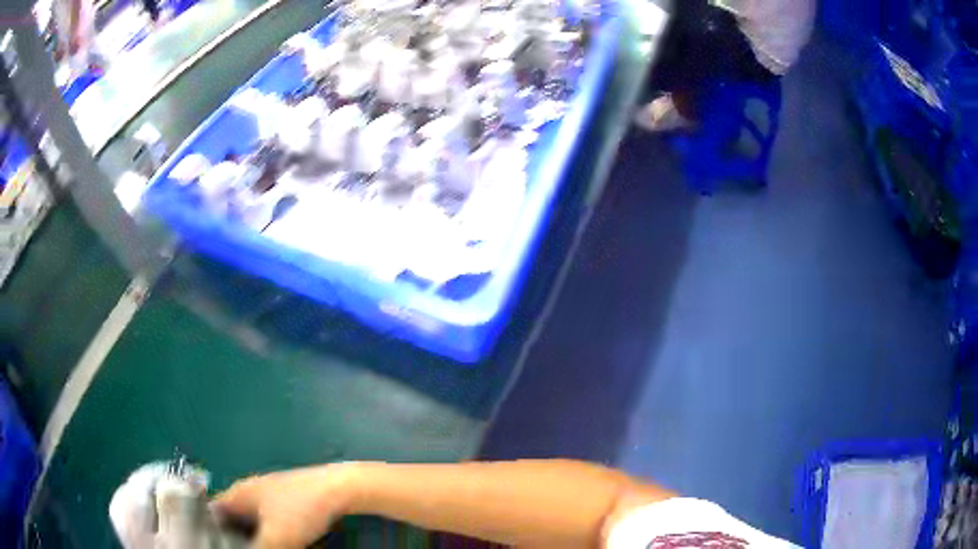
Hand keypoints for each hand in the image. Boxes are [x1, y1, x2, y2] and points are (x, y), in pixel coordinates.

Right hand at [212, 464, 353, 548]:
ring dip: (252, 538)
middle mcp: (249, 491)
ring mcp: (268, 495)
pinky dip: (268, 535)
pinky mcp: (286, 502)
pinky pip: (268, 522)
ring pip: (251, 522)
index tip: (213, 545)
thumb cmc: (302, 509)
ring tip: (253, 548)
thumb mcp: (276, 538)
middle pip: (232, 519)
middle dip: (234, 537)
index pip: (212, 512)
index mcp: (239, 493)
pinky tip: (277, 544)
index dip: (211, 530)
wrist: (340, 489)